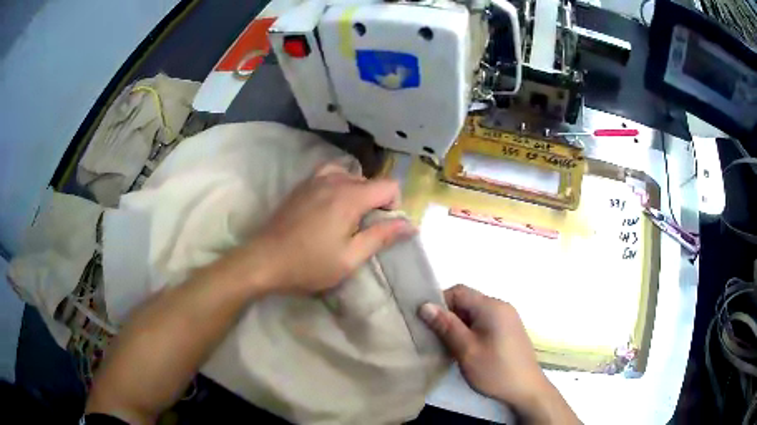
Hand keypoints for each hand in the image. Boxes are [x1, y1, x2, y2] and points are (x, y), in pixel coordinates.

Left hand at [251, 163, 414, 294]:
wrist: (264, 260)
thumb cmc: (309, 264)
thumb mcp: (350, 258)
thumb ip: (381, 236)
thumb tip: (410, 224)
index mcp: (350, 197)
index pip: (389, 185)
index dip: (394, 204)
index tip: (382, 226)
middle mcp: (334, 180)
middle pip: (370, 180)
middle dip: (375, 201)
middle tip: (363, 228)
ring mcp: (314, 180)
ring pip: (350, 175)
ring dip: (357, 192)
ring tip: (347, 216)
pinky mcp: (301, 185)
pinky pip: (330, 174)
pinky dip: (339, 184)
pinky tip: (329, 206)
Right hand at [419, 285, 578, 423]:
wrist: (526, 388)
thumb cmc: (495, 369)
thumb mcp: (466, 349)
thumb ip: (446, 326)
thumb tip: (424, 305)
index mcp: (492, 306)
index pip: (459, 291)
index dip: (440, 302)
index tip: (427, 322)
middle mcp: (501, 306)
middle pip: (468, 301)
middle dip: (449, 315)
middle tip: (436, 336)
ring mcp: (507, 317)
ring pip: (475, 313)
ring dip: (459, 324)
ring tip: (449, 345)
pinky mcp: (509, 329)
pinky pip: (484, 321)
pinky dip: (471, 330)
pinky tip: (466, 348)